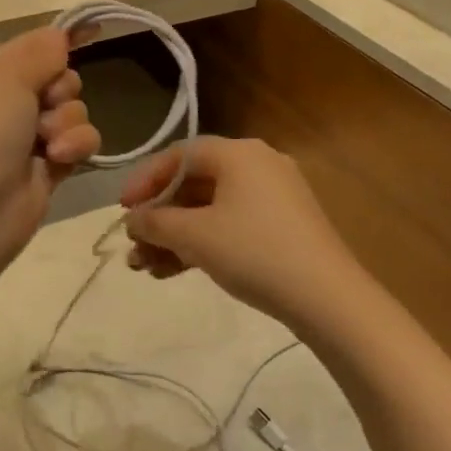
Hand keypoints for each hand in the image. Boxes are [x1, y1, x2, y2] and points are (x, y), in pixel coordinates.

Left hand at [0, 25, 101, 266]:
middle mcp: (11, 103)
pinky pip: (82, 143)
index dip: (63, 41)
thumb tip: (60, 36)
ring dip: (69, 123)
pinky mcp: (51, 167)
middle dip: (63, 90)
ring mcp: (31, 137)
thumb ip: (40, 52)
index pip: (36, 46)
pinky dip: (76, 148)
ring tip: (48, 144)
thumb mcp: (5, 77)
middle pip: (63, 78)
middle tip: (44, 106)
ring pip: (76, 111)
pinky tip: (58, 161)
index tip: (95, 32)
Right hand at [121, 136, 371, 332]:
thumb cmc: (254, 252)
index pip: (178, 156)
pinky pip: (231, 223)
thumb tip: (133, 219)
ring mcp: (274, 195)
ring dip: (176, 236)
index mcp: (239, 153)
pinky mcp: (283, 224)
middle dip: (159, 218)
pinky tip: (177, 270)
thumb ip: (155, 222)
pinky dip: (203, 242)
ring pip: (210, 208)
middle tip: (134, 246)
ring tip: (148, 268)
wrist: (327, 298)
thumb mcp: (194, 236)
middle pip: (193, 183)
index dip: (145, 181)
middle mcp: (257, 164)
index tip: (122, 211)